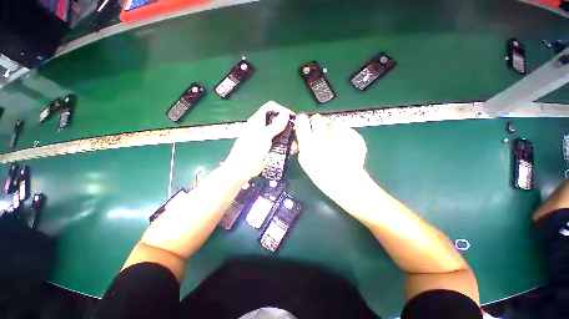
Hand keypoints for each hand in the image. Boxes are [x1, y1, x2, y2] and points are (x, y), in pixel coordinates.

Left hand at [224, 101, 294, 182]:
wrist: (241, 171)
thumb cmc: (249, 152)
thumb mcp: (263, 137)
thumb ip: (275, 126)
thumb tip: (286, 114)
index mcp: (257, 121)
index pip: (271, 107)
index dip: (282, 110)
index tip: (292, 118)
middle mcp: (261, 127)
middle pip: (277, 120)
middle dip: (287, 125)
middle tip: (296, 133)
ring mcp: (264, 138)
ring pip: (279, 132)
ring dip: (288, 137)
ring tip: (294, 144)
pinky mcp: (267, 147)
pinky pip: (278, 142)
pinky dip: (285, 144)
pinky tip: (290, 150)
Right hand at [295, 113, 367, 203]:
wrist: (346, 182)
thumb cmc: (322, 174)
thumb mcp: (305, 161)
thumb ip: (303, 145)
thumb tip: (303, 136)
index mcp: (309, 141)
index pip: (302, 119)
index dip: (303, 121)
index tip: (304, 124)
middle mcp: (324, 134)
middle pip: (317, 118)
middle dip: (317, 124)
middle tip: (320, 134)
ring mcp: (341, 134)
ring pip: (333, 125)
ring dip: (332, 132)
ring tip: (336, 146)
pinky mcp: (354, 135)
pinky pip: (346, 131)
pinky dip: (344, 137)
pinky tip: (345, 148)